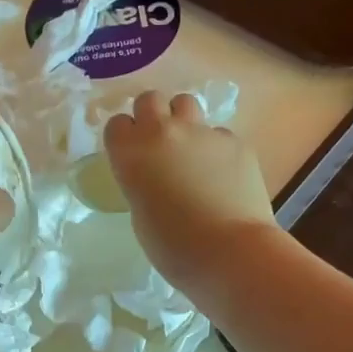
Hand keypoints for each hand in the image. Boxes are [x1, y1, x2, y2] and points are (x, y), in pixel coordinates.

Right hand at [103, 91, 277, 290]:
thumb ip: (142, 182)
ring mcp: (202, 133)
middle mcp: (163, 133)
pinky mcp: (235, 141)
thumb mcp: (140, 213)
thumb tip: (156, 176)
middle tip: (159, 142)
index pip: (117, 124)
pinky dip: (217, 149)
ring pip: (186, 104)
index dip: (124, 137)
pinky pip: (219, 134)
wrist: (230, 251)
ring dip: (183, 120)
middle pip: (150, 100)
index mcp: (131, 154)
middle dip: (152, 115)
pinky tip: (224, 176)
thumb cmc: (173, 246)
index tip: (131, 154)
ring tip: (191, 149)